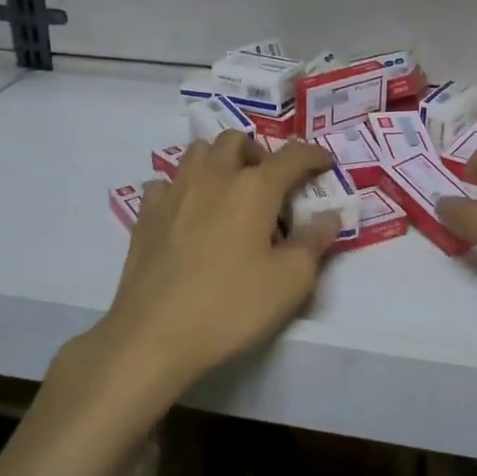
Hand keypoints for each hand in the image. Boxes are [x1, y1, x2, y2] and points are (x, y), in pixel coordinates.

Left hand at [97, 132, 340, 390]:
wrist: (153, 335)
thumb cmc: (230, 307)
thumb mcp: (290, 282)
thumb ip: (314, 242)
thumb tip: (329, 215)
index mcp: (254, 188)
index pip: (292, 155)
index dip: (314, 155)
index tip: (326, 164)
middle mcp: (214, 176)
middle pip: (237, 140)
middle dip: (259, 153)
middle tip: (270, 184)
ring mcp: (175, 191)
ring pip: (198, 151)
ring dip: (219, 160)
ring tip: (228, 190)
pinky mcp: (146, 214)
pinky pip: (166, 183)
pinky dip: (181, 188)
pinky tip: (187, 212)